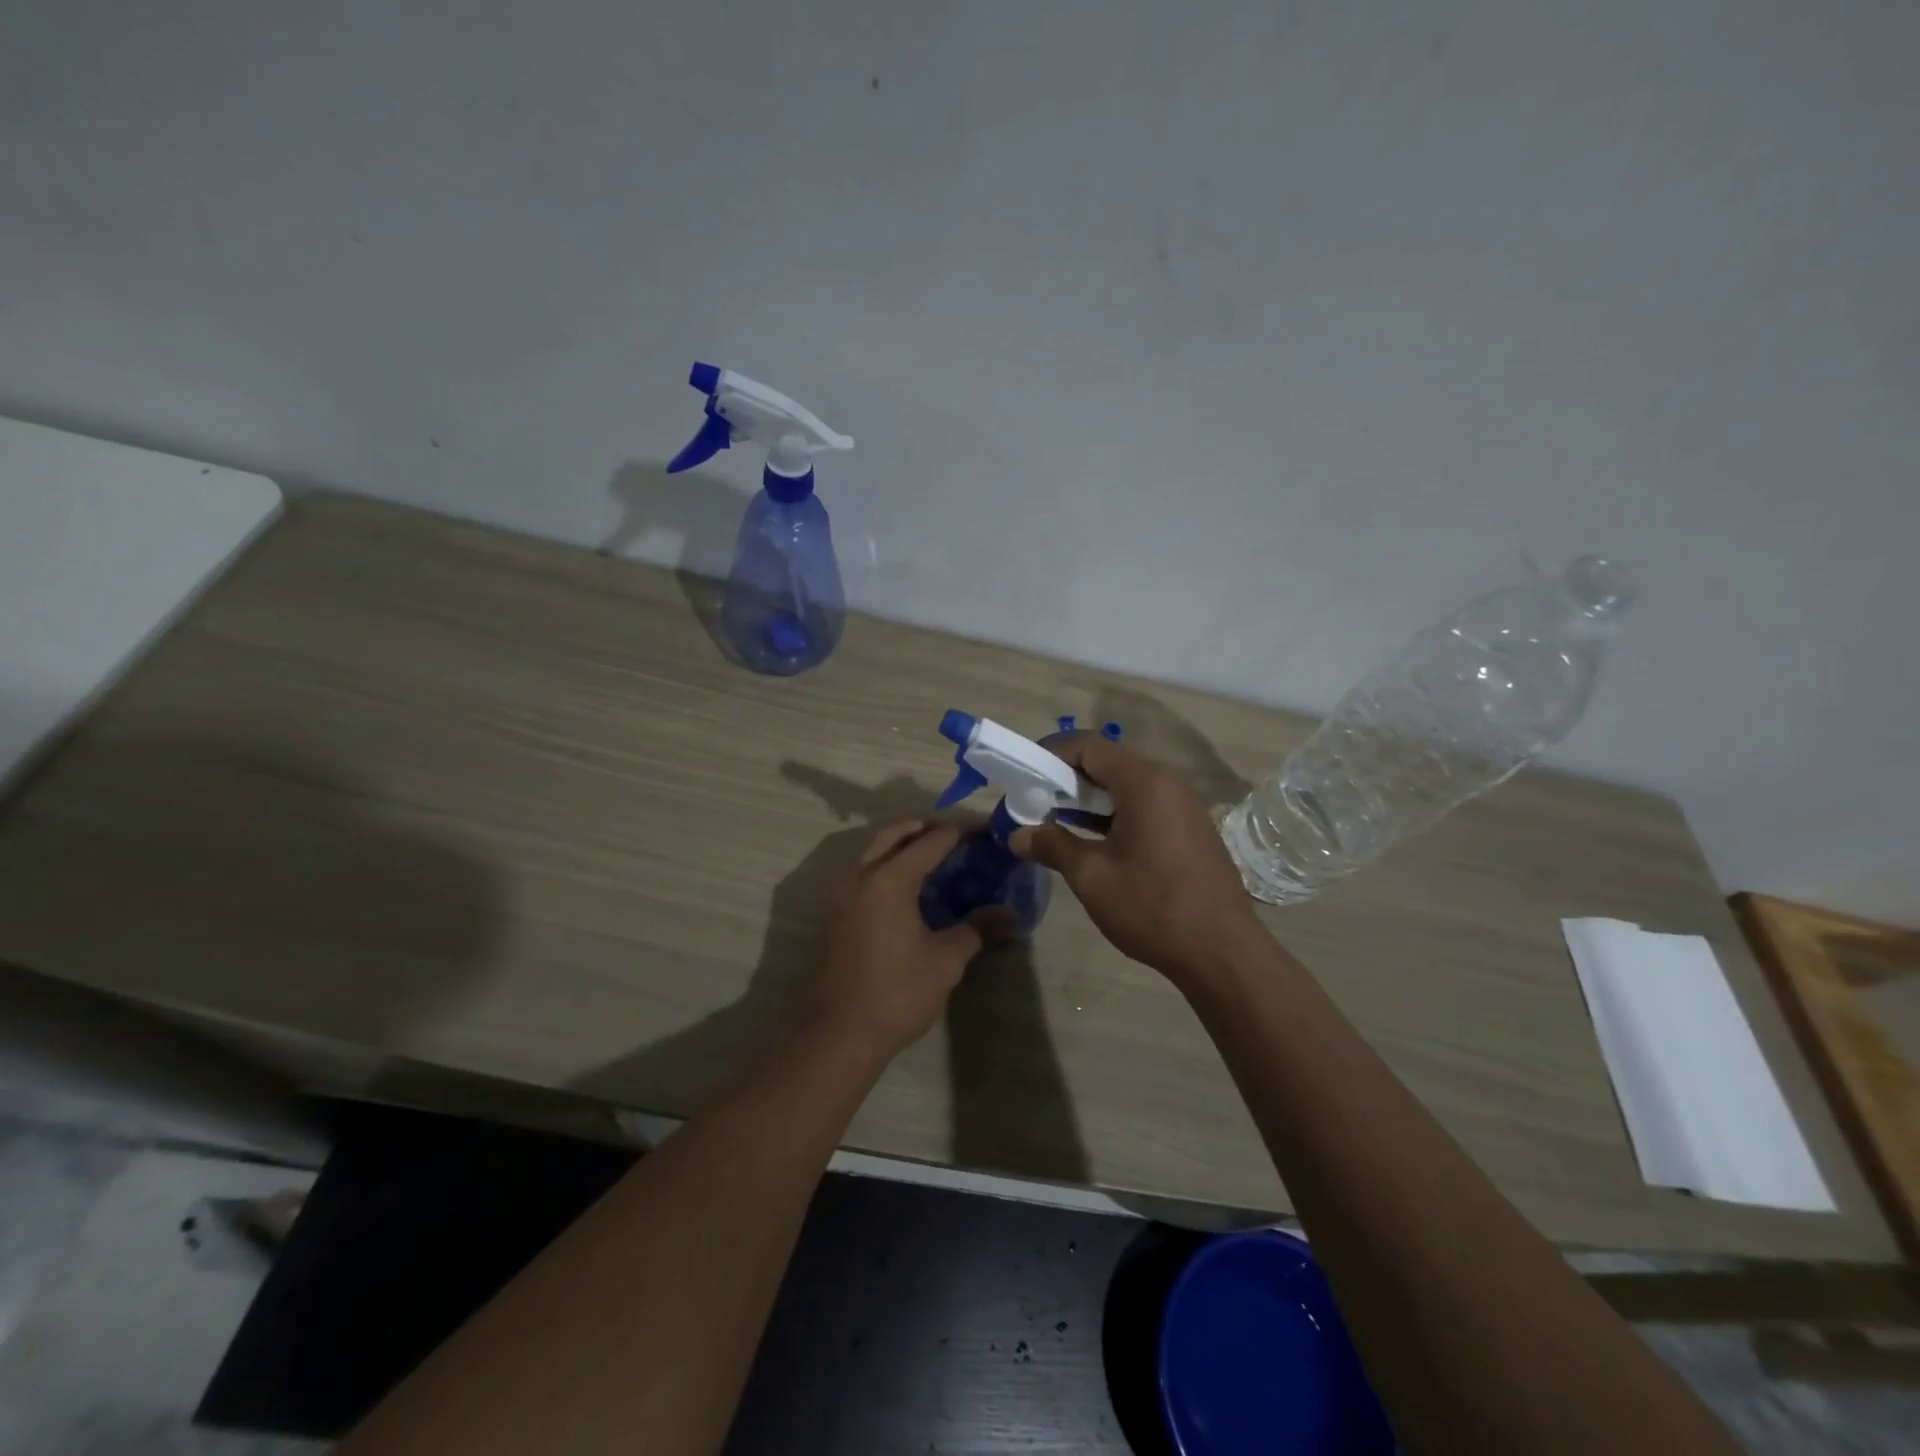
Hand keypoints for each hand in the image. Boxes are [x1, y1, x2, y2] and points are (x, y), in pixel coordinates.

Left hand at [816, 821, 1009, 1065]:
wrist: (839, 1034)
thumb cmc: (897, 993)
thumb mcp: (946, 961)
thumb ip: (977, 929)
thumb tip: (1010, 914)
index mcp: (890, 879)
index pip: (932, 840)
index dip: (962, 831)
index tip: (987, 830)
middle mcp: (861, 876)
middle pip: (895, 834)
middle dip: (926, 828)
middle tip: (958, 835)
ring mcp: (842, 894)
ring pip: (874, 851)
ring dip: (903, 845)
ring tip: (935, 856)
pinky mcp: (835, 914)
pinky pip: (864, 873)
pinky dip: (888, 866)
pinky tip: (909, 888)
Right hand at [1009, 733, 1262, 984]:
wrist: (1223, 952)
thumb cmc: (1153, 907)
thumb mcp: (1092, 877)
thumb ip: (1052, 846)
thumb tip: (1017, 835)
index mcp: (1144, 783)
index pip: (1088, 746)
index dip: (1051, 754)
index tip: (1024, 775)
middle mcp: (1167, 783)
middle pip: (1107, 763)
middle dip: (1067, 778)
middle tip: (1034, 802)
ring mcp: (1183, 806)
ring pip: (1125, 786)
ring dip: (1089, 799)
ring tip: (1054, 821)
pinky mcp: (1189, 829)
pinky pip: (1143, 806)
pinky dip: (1113, 814)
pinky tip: (1091, 840)